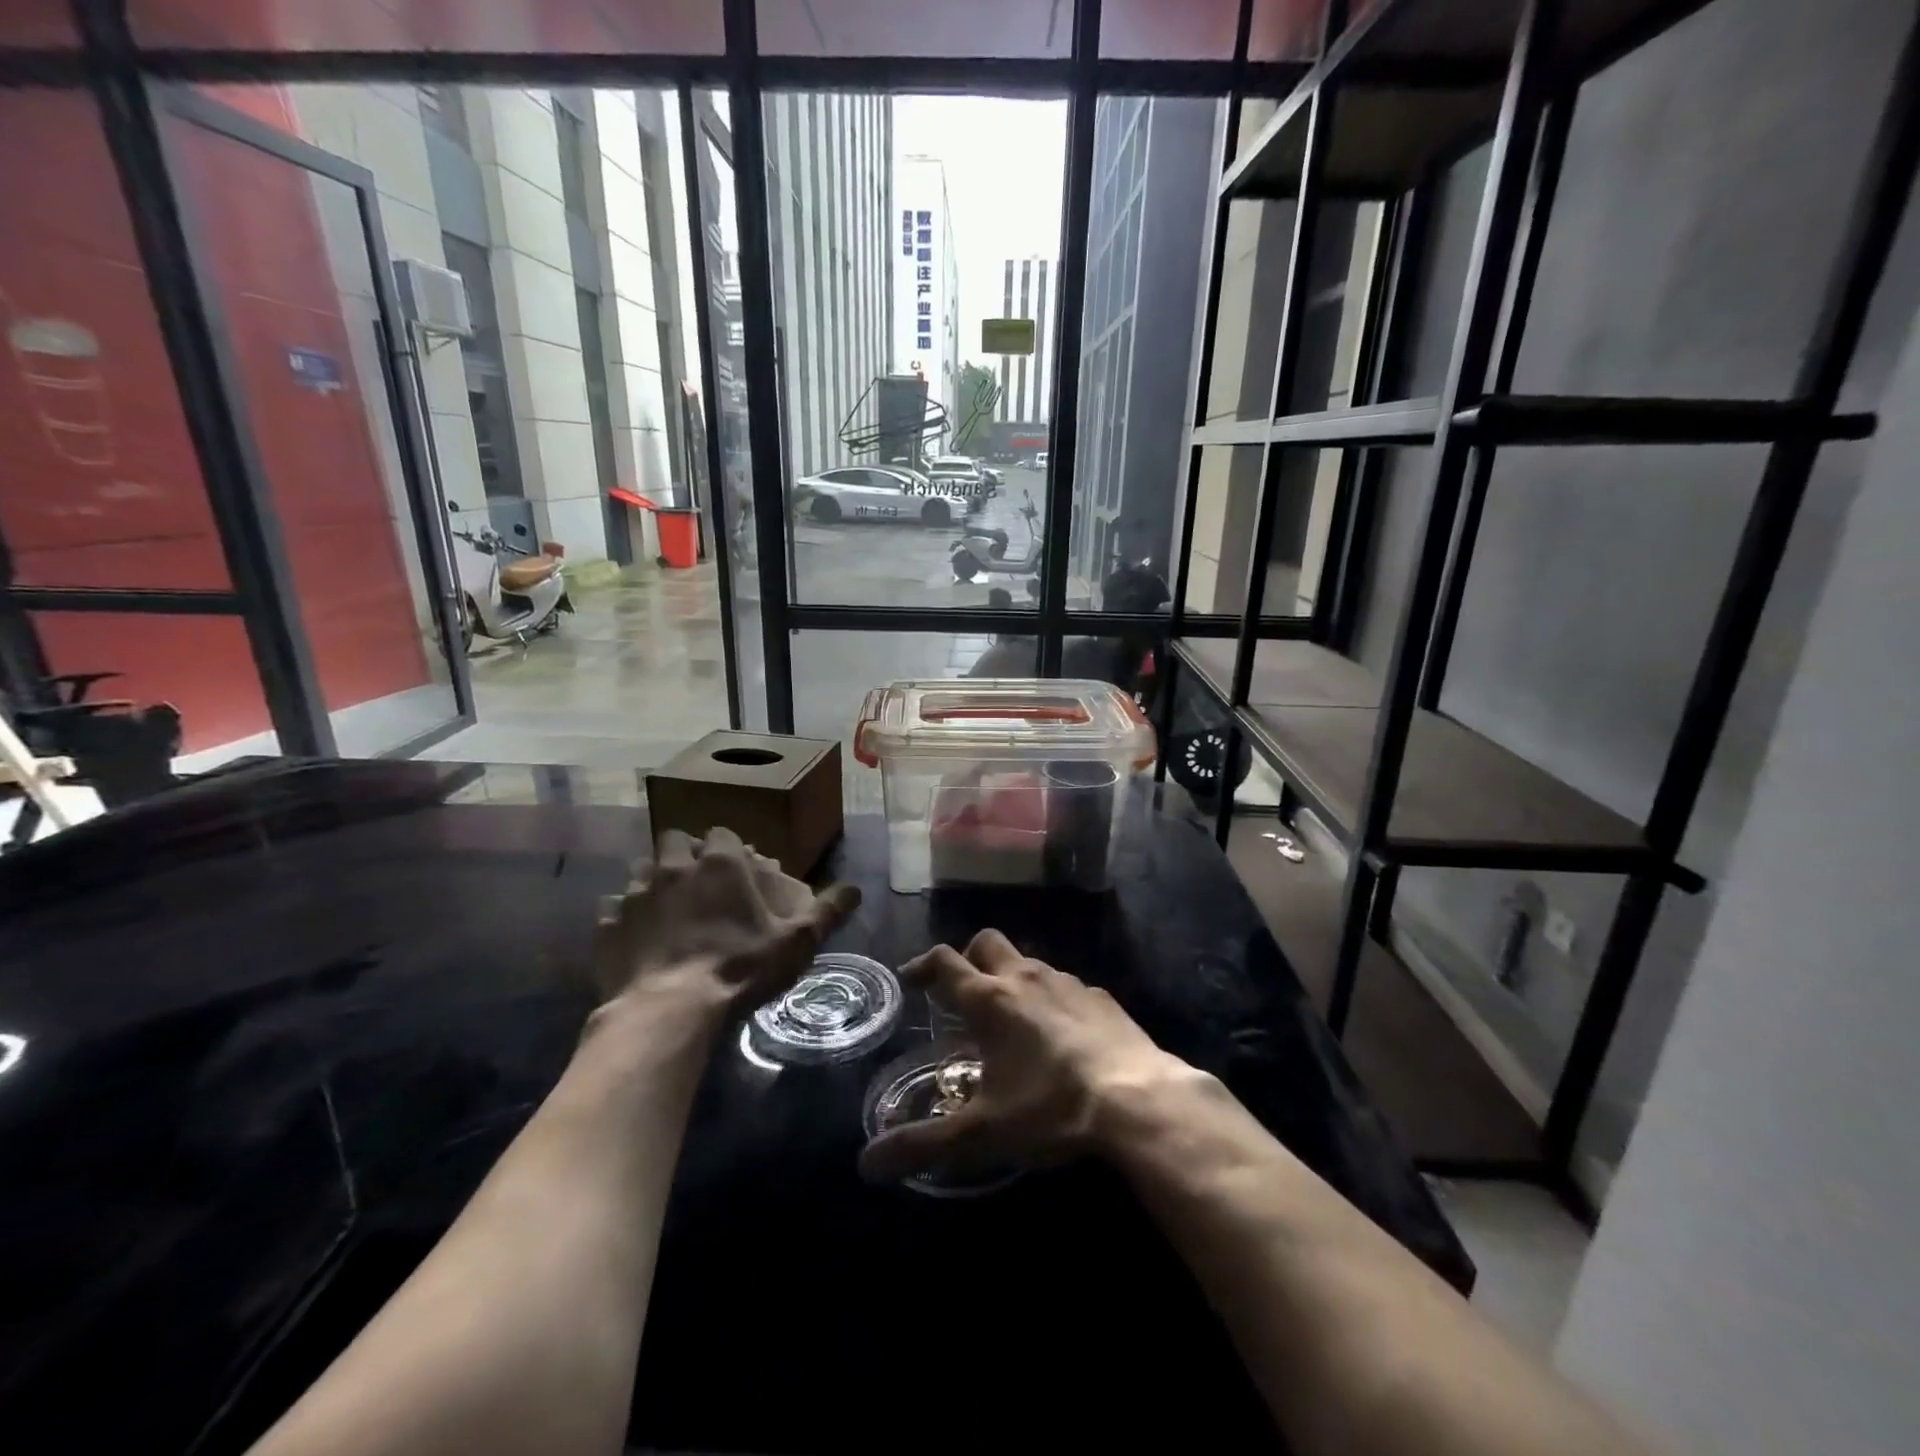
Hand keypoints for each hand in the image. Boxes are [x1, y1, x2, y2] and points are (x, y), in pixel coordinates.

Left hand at [593, 827, 860, 1022]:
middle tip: (698, 882)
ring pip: (641, 870)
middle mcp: (674, 867)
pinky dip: (623, 918)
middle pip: (676, 840)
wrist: (669, 1012)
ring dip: (654, 881)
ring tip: (667, 908)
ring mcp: (636, 894)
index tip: (738, 868)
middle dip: (686, 854)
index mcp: (720, 864)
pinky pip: (612, 909)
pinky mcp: (607, 925)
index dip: (730, 848)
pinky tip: (636, 938)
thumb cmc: (740, 969)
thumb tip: (857, 888)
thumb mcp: (796, 942)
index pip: (723, 834)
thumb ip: (827, 911)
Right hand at [858, 930, 1192, 1181]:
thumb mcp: (980, 1134)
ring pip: (1028, 961)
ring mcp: (1067, 982)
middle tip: (963, 992)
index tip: (910, 979)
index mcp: (989, 1000)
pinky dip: (1051, 999)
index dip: (922, 966)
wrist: (1138, 1098)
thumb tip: (866, 1165)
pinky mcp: (1101, 997)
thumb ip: (922, 1146)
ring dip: (1012, 978)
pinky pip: (1065, 985)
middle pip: (987, 943)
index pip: (944, 962)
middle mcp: (1025, 978)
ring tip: (1012, 1019)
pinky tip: (1061, 1035)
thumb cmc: (1050, 1108)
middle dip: (969, 959)